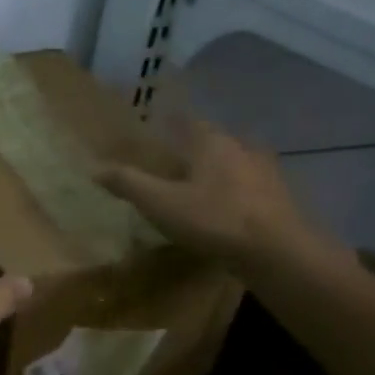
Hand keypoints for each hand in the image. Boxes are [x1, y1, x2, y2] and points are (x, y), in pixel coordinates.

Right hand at [96, 118, 334, 272]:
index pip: (187, 121)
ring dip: (218, 172)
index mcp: (212, 142)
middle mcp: (242, 148)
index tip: (157, 129)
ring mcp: (266, 173)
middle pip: (213, 142)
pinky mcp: (280, 199)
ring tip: (199, 188)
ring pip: (234, 164)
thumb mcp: (161, 203)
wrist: (279, 252)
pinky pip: (250, 188)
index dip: (171, 123)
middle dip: (194, 149)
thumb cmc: (215, 219)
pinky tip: (226, 211)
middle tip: (174, 163)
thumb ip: (128, 183)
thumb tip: (93, 168)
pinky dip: (235, 193)